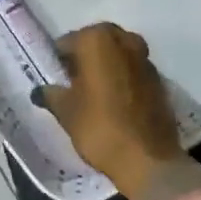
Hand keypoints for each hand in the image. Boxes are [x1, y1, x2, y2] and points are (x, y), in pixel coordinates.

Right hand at [35, 23, 185, 196]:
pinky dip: (122, 79)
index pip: (67, 42)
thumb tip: (41, 90)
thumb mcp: (65, 111)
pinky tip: (114, 102)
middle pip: (96, 43)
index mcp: (97, 40)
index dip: (58, 61)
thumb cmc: (99, 127)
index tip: (54, 79)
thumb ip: (51, 94)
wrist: (147, 159)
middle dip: (84, 58)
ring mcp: (145, 59)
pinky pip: (133, 71)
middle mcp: (124, 40)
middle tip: (72, 83)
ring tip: (92, 93)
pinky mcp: (160, 80)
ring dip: (106, 67)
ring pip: (118, 55)